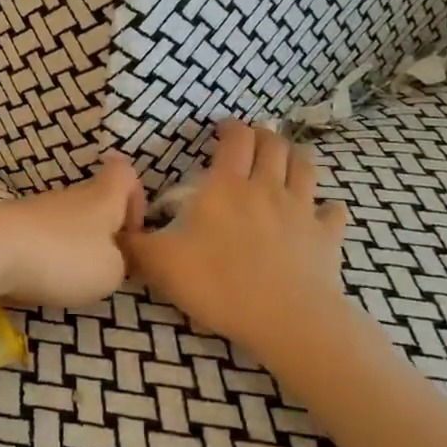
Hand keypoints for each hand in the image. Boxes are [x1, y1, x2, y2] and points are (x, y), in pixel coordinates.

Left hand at [0, 153, 144, 306]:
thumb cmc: (61, 257)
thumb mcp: (110, 272)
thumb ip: (120, 262)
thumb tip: (110, 257)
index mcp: (101, 197)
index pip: (124, 173)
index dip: (135, 198)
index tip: (131, 233)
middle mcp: (68, 195)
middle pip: (93, 201)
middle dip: (100, 234)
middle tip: (99, 269)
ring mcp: (34, 208)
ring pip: (63, 221)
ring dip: (68, 248)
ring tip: (64, 280)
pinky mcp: (7, 225)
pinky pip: (35, 237)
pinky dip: (40, 257)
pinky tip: (34, 279)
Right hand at [123, 120, 348, 348]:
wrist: (286, 318)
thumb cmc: (219, 283)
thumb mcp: (161, 264)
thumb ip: (134, 244)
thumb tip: (113, 229)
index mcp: (227, 186)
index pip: (235, 139)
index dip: (230, 128)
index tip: (222, 128)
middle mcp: (267, 188)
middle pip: (273, 145)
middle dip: (263, 135)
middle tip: (253, 139)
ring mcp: (302, 210)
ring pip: (305, 167)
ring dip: (295, 156)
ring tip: (287, 156)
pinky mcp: (326, 237)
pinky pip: (333, 213)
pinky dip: (328, 207)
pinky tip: (324, 209)